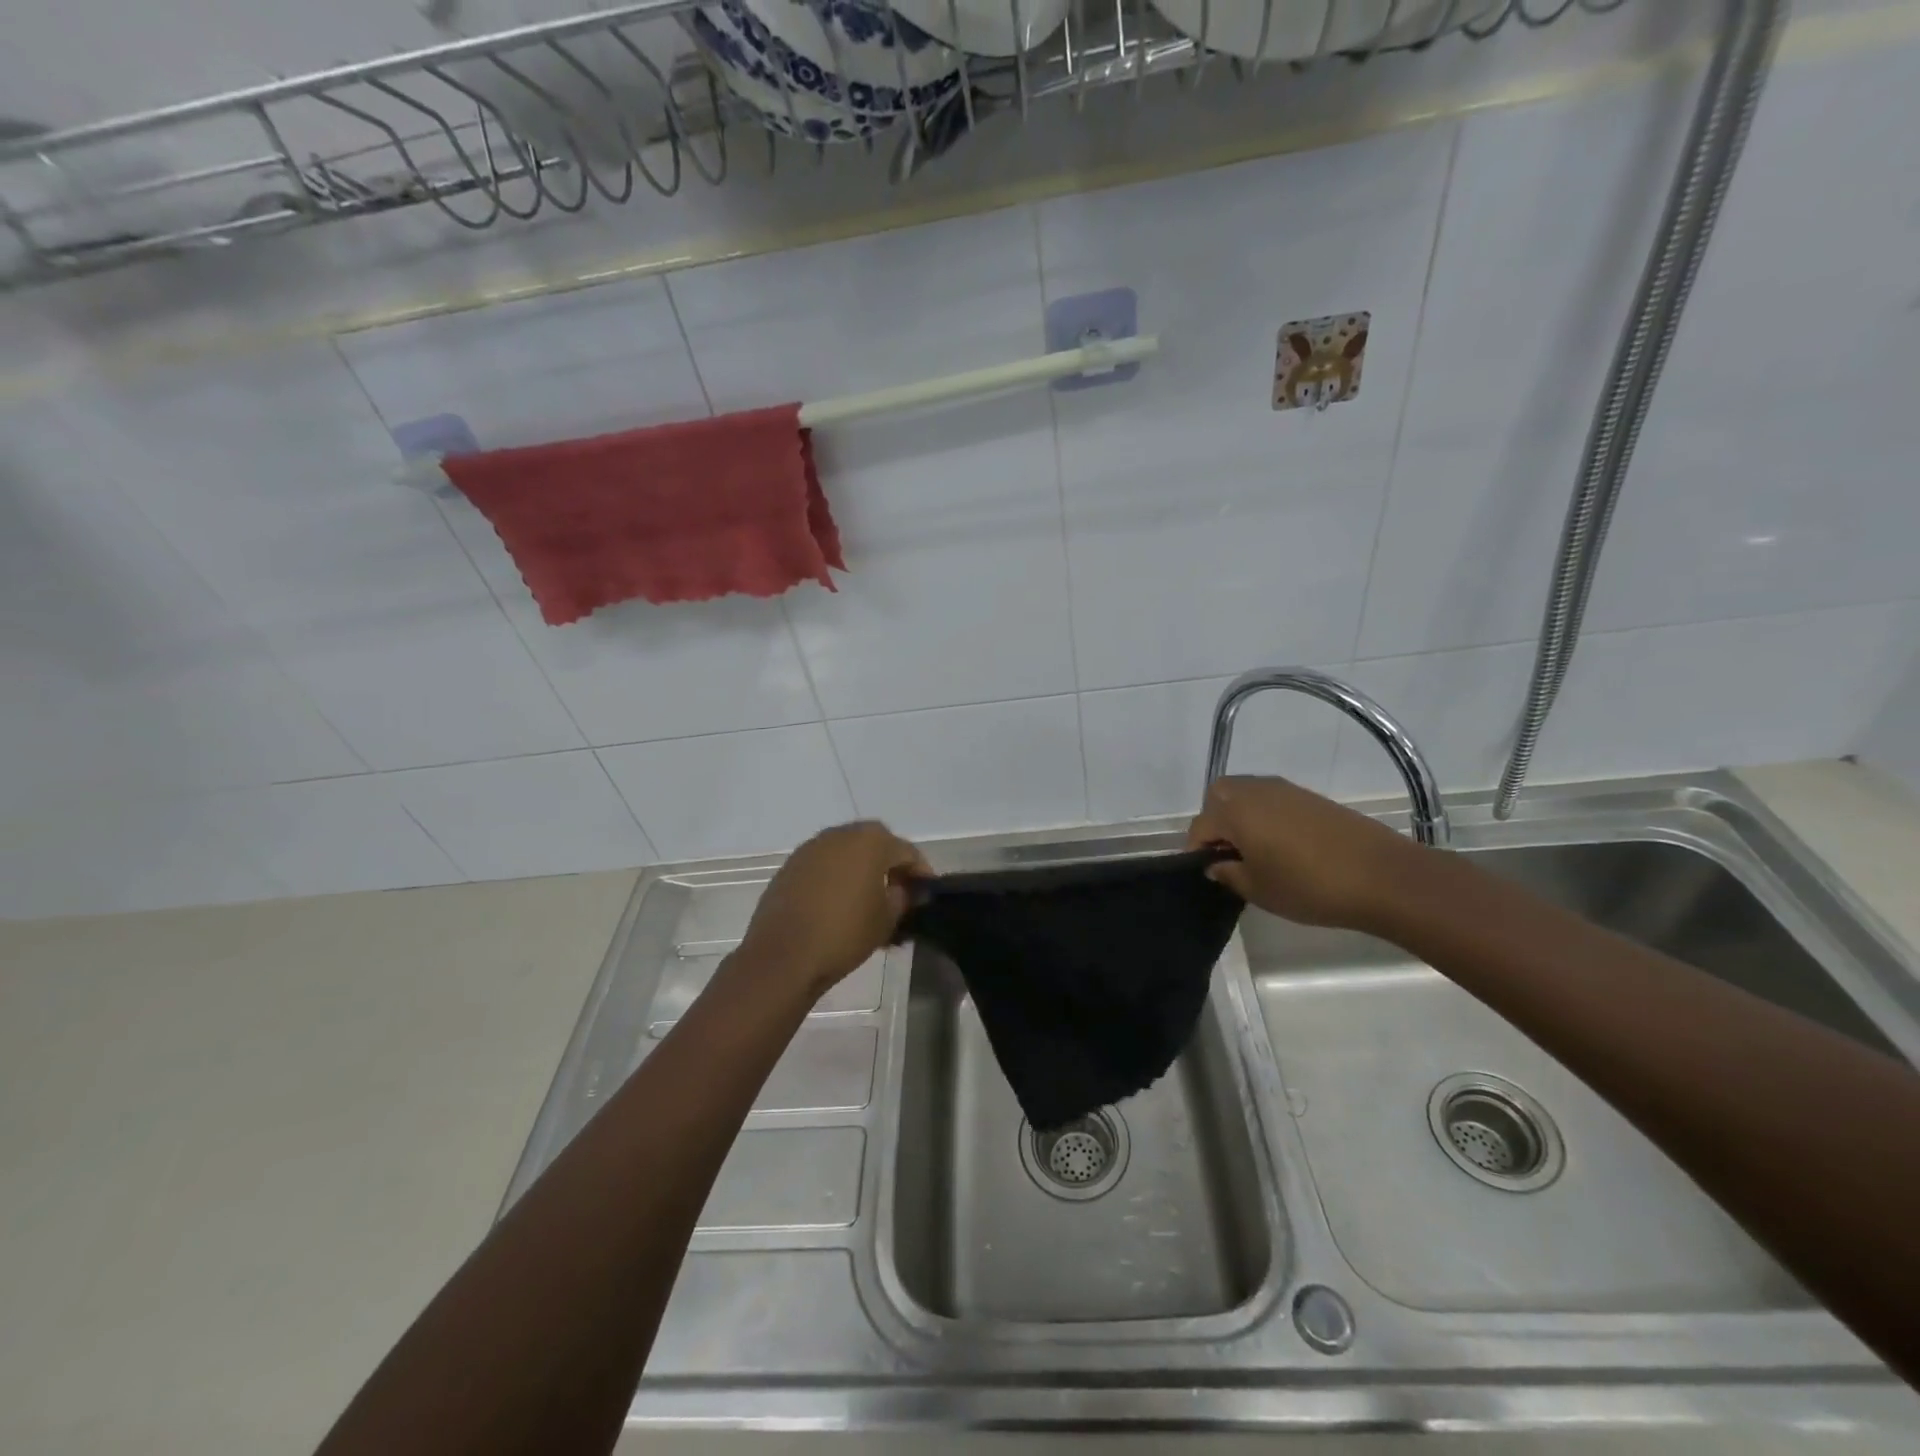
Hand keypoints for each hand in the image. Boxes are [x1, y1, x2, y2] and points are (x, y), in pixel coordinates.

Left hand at [736, 821, 930, 999]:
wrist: (784, 955)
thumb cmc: (845, 933)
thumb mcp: (887, 919)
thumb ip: (903, 897)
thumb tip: (904, 889)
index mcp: (870, 841)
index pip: (906, 851)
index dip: (921, 872)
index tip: (926, 893)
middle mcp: (840, 835)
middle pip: (875, 842)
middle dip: (890, 863)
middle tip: (899, 890)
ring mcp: (811, 848)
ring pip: (846, 851)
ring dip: (861, 868)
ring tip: (869, 899)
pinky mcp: (790, 866)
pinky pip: (824, 864)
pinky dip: (836, 876)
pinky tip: (839, 903)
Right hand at [1185, 775, 1426, 930]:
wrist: (1381, 876)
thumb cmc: (1308, 885)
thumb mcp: (1257, 889)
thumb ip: (1228, 873)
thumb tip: (1215, 864)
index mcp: (1234, 810)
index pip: (1200, 826)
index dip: (1197, 852)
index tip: (1209, 875)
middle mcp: (1254, 790)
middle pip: (1219, 797)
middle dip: (1216, 822)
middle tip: (1229, 856)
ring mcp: (1285, 790)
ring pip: (1246, 795)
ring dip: (1241, 817)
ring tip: (1256, 853)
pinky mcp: (1310, 797)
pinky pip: (1272, 800)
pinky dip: (1266, 816)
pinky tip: (1283, 847)